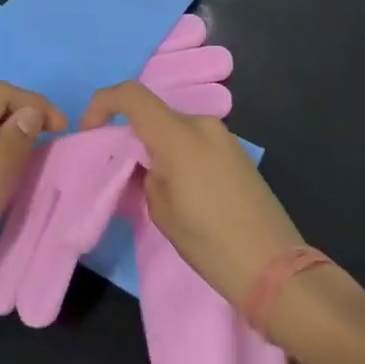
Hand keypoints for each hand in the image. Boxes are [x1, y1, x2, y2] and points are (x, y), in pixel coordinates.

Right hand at [83, 80, 303, 306]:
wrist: (275, 268)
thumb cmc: (211, 242)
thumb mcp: (162, 212)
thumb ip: (145, 175)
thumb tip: (146, 163)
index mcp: (179, 134)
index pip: (131, 95)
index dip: (103, 104)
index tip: (89, 131)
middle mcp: (202, 124)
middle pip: (154, 113)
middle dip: (130, 134)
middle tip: (119, 170)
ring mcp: (223, 136)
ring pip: (175, 128)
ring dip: (155, 145)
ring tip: (149, 186)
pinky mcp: (236, 152)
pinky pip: (195, 140)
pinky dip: (177, 153)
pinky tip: (180, 190)